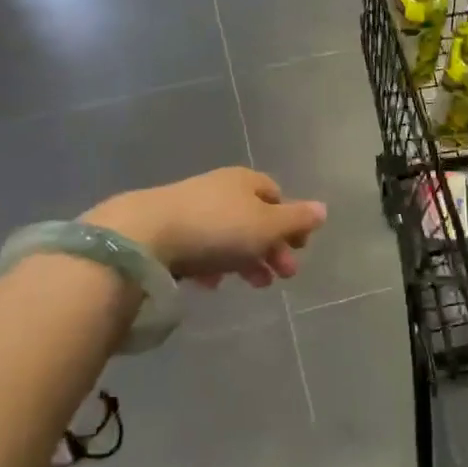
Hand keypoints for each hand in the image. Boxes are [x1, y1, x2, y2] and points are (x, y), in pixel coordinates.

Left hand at [83, 168, 327, 287]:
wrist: (144, 235)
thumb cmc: (217, 228)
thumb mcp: (266, 226)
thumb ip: (296, 220)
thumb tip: (323, 209)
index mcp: (245, 181)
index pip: (276, 195)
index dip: (291, 222)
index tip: (299, 249)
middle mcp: (219, 189)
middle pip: (253, 218)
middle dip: (271, 247)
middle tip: (282, 277)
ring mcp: (190, 208)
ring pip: (227, 235)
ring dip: (245, 259)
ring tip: (253, 285)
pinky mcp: (166, 230)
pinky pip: (199, 247)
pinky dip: (213, 264)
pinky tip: (212, 284)